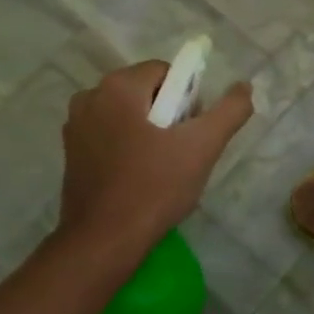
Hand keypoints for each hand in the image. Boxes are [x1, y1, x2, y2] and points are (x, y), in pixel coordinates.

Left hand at [57, 61, 252, 253]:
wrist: (105, 240)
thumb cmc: (155, 187)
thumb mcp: (203, 146)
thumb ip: (229, 111)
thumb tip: (244, 87)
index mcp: (118, 86)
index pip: (166, 72)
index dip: (187, 98)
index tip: (191, 131)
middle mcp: (90, 97)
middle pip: (145, 91)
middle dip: (167, 114)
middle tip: (180, 152)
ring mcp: (75, 126)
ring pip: (127, 114)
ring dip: (147, 131)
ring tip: (161, 167)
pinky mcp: (70, 153)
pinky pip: (108, 135)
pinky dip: (126, 146)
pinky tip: (138, 177)